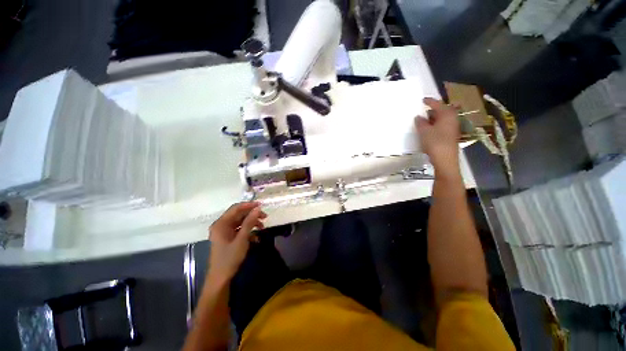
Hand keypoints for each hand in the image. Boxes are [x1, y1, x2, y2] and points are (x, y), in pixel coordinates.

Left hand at [208, 202, 266, 284]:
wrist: (221, 278)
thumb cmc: (230, 257)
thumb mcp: (242, 239)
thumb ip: (249, 222)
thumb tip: (258, 208)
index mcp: (221, 223)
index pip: (236, 208)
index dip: (249, 205)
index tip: (261, 205)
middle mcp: (221, 225)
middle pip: (238, 214)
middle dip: (252, 214)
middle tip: (265, 216)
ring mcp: (224, 231)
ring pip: (240, 222)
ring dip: (251, 222)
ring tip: (262, 226)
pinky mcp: (228, 237)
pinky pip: (239, 229)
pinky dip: (248, 230)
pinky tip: (256, 236)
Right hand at [415, 98, 460, 177]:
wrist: (445, 159)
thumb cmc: (435, 142)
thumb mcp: (424, 131)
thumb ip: (420, 123)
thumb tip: (418, 117)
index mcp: (446, 115)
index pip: (437, 104)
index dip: (429, 101)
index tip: (423, 99)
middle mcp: (452, 119)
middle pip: (443, 110)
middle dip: (433, 109)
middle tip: (423, 110)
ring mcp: (452, 128)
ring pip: (443, 119)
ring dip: (434, 118)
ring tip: (424, 120)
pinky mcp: (451, 135)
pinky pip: (443, 125)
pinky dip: (436, 124)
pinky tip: (429, 129)